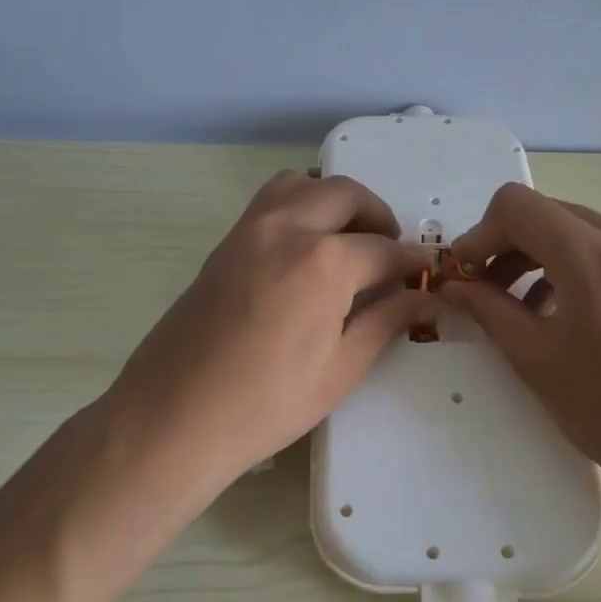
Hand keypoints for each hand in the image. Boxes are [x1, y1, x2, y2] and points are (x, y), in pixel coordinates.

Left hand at [103, 171, 436, 486]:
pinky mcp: (225, 242)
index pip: (384, 249)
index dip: (412, 261)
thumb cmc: (266, 404)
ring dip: (335, 200)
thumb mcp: (341, 369)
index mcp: (324, 262)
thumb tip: (427, 298)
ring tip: (348, 238)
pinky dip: (300, 205)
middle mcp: (288, 228)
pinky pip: (271, 201)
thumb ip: (388, 322)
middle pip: (346, 195)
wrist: (173, 417)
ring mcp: (250, 229)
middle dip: (378, 216)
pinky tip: (306, 248)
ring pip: (303, 184)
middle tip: (390, 252)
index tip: (428, 270)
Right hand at [439, 184, 600, 486]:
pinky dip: (570, 265)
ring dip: (537, 254)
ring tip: (516, 302)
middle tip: (482, 287)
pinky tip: (558, 308)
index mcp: (597, 260)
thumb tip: (453, 285)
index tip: (465, 272)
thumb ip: (488, 310)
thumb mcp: (535, 359)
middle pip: (548, 213)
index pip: (519, 207)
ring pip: (576, 229)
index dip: (480, 233)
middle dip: (506, 243)